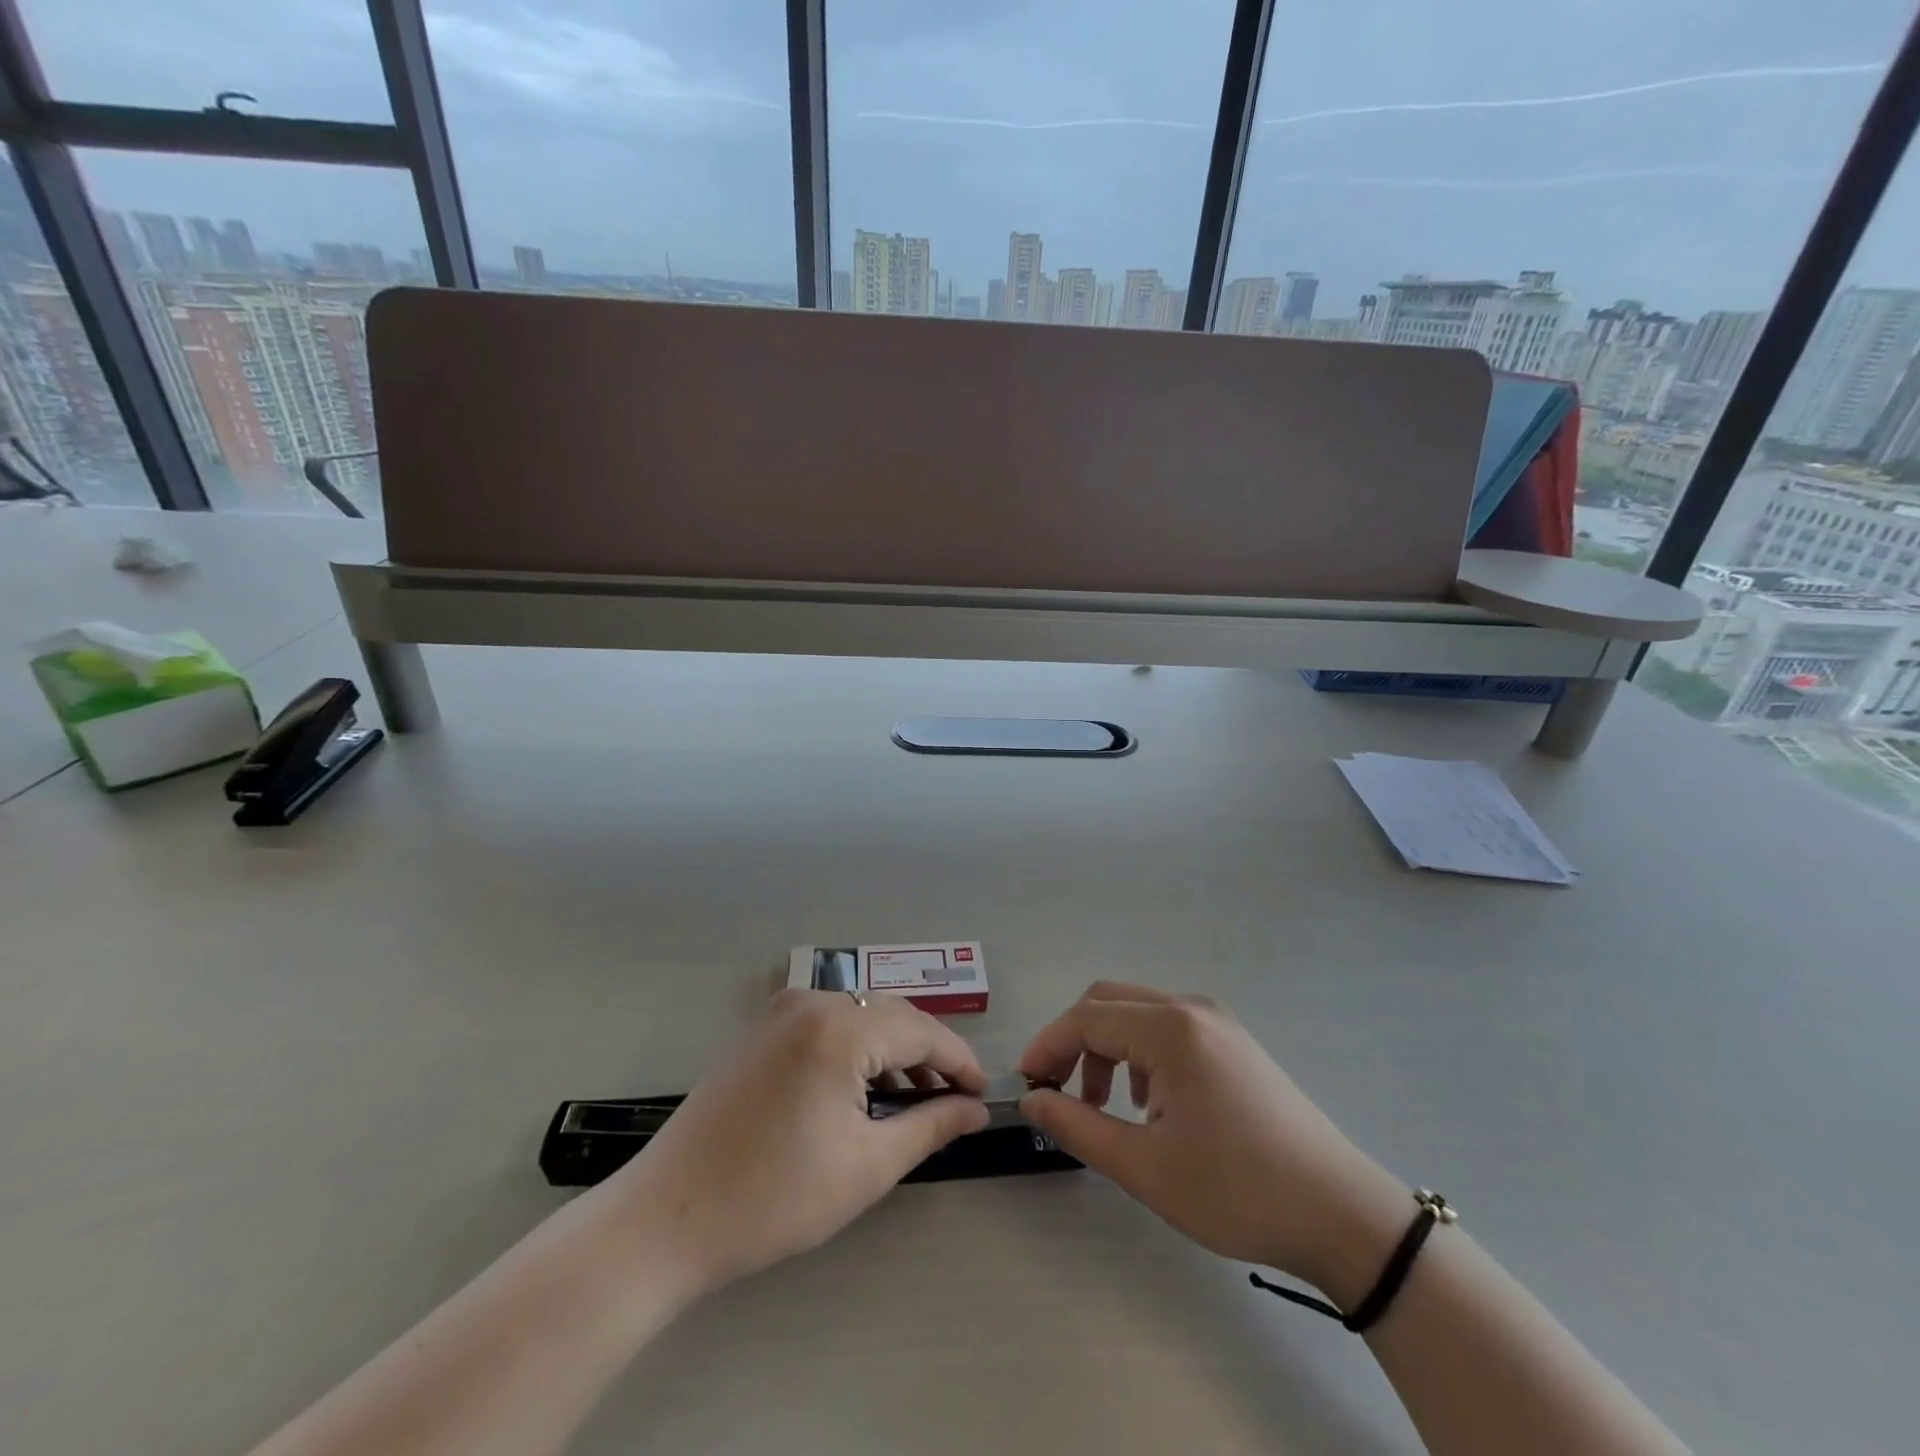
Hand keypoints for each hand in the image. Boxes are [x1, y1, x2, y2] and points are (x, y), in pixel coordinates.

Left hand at [611, 990, 989, 1300]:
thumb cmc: (774, 1198)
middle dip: (929, 1054)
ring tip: (915, 1099)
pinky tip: (866, 1088)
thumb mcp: (866, 1166)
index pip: (921, 1031)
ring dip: (893, 1051)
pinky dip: (857, 1048)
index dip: (959, 1062)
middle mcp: (811, 1001)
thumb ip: (931, 1127)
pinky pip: (828, 1022)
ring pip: (861, 1016)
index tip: (984, 1093)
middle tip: (955, 1098)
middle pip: (892, 1016)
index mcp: (839, 1028)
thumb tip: (976, 1110)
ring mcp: (781, 1010)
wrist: (667, 1218)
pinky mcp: (762, 1027)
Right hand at [1017, 982, 1408, 1305]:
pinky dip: (1140, 1054)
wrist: (1341, 1215)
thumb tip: (1032, 1101)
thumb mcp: (1145, 1167)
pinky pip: (1168, 1029)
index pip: (1085, 1018)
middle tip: (1058, 1093)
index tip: (1026, 1087)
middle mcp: (1191, 1009)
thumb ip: (1077, 1126)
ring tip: (1106, 1108)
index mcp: (1169, 1029)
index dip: (1047, 1047)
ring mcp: (1217, 1022)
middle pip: (1108, 1002)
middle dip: (1073, 1041)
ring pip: (1137, 1014)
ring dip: (1107, 1049)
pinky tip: (1151, 1105)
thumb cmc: (1236, 1191)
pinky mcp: (1234, 1042)